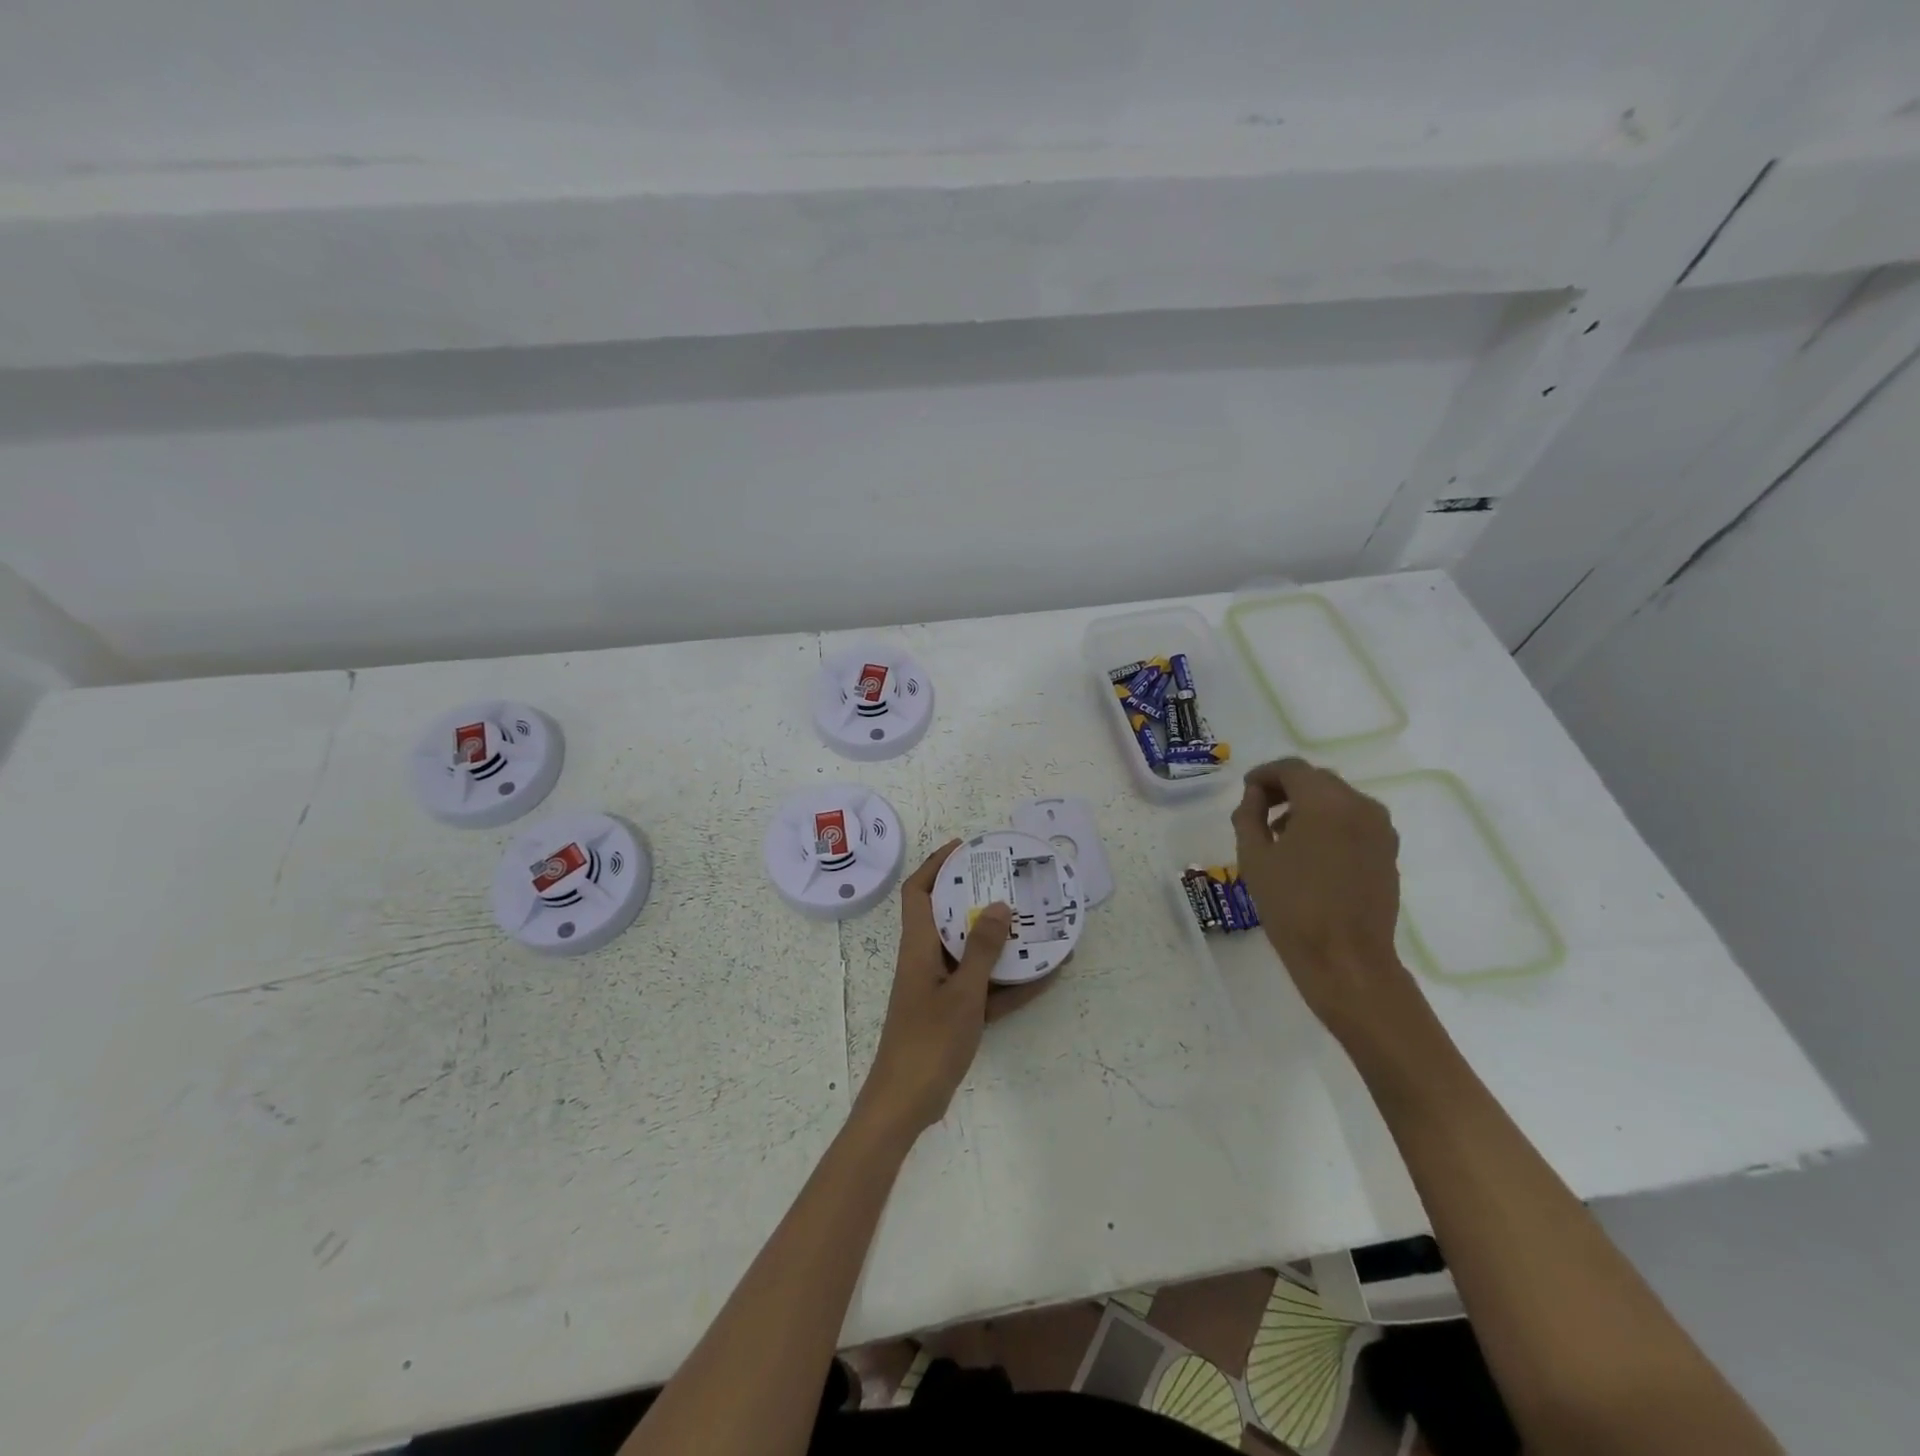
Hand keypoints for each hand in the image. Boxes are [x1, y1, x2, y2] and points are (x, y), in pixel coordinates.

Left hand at [858, 839, 1055, 1136]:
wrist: (905, 1104)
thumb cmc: (928, 1042)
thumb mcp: (962, 993)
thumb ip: (981, 950)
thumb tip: (1001, 906)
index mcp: (918, 947)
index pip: (918, 892)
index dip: (936, 865)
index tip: (964, 848)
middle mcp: (927, 960)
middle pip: (950, 917)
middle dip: (979, 897)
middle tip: (1012, 882)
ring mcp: (940, 988)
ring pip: (972, 953)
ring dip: (1002, 941)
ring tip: (1038, 923)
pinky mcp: (954, 1014)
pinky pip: (985, 988)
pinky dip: (1010, 982)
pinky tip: (1046, 975)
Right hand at [1231, 758, 1415, 1043]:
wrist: (1345, 959)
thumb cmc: (1292, 906)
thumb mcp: (1254, 857)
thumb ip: (1249, 815)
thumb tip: (1255, 796)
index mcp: (1325, 802)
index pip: (1291, 768)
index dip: (1264, 774)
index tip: (1245, 792)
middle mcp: (1359, 805)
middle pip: (1317, 780)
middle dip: (1286, 788)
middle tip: (1259, 810)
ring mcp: (1380, 828)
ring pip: (1337, 799)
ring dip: (1308, 805)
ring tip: (1280, 834)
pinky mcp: (1388, 851)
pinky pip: (1353, 820)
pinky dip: (1328, 823)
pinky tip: (1308, 852)